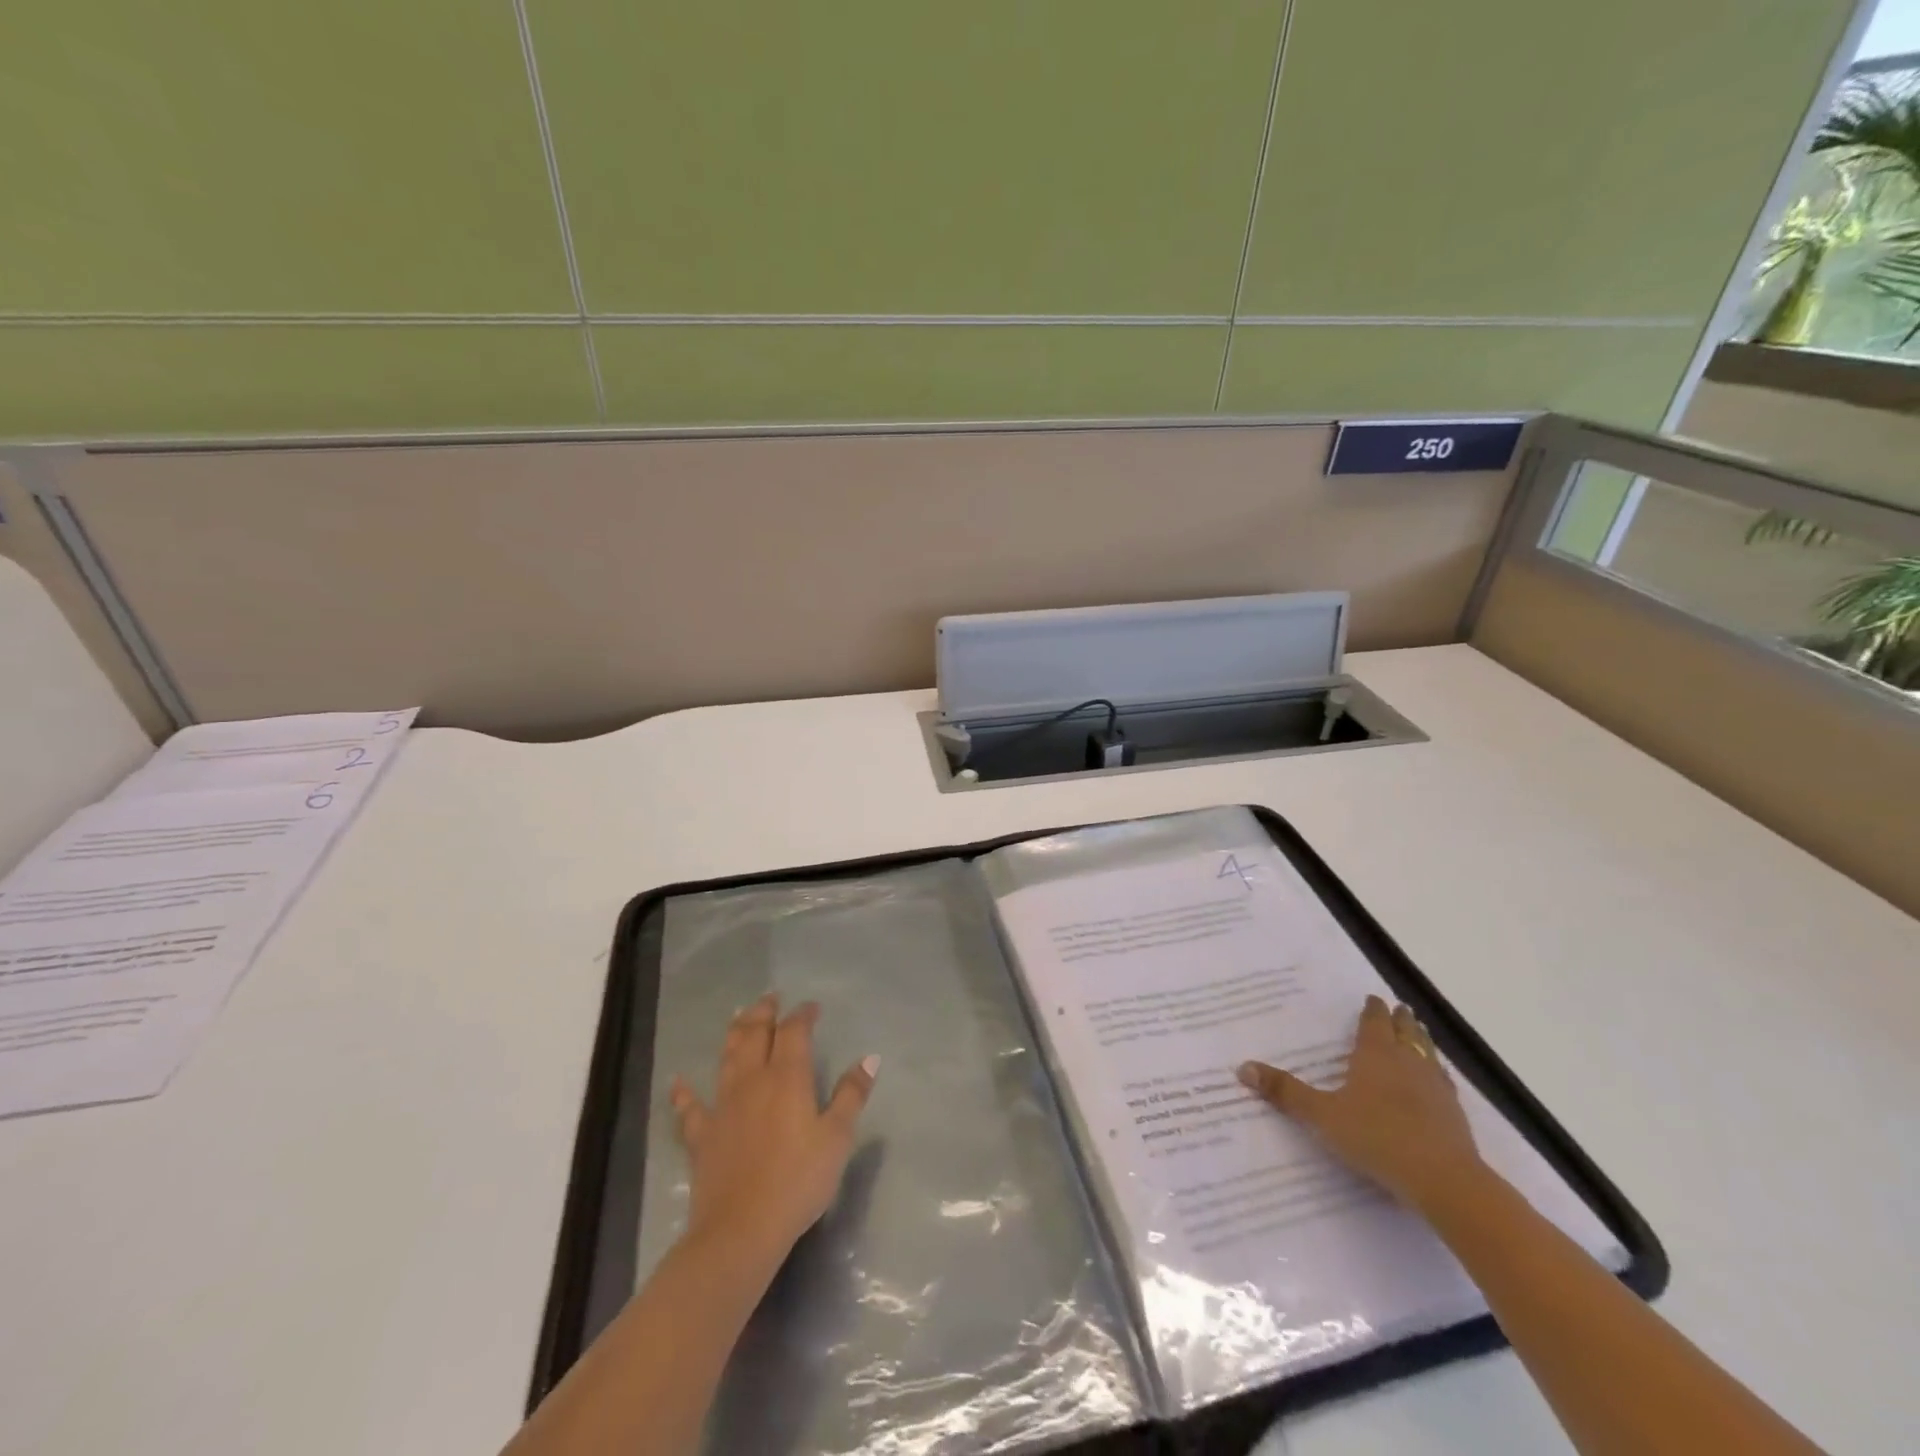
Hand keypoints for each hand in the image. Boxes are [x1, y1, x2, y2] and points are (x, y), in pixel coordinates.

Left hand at [669, 994, 877, 1261]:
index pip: (794, 1031)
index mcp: (787, 1077)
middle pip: (755, 1033)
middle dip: (764, 1012)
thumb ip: (851, 1095)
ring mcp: (723, 1106)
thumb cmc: (798, 1182)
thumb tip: (870, 1058)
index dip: (803, 1015)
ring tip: (739, 1016)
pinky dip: (685, 1092)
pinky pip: (690, 1107)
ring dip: (734, 1033)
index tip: (812, 1008)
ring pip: (727, 1057)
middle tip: (772, 998)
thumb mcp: (837, 1139)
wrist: (740, 1230)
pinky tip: (678, 1081)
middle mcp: (752, 1080)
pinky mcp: (702, 1135)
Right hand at [1238, 994, 1484, 1213]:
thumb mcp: (1322, 1115)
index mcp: (1375, 1055)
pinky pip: (1444, 1083)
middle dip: (1400, 1019)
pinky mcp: (1454, 1114)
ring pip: (1429, 1053)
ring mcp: (1436, 1088)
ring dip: (1422, 1041)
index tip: (1372, 998)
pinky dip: (1438, 1074)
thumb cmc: (1377, 1138)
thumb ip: (1285, 1092)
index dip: (1372, 1010)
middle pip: (1405, 1032)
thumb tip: (1242, 1067)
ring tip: (1420, 1033)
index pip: (1374, 1022)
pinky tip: (1439, 1082)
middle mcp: (1408, 1063)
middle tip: (1399, 1008)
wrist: (1444, 1180)